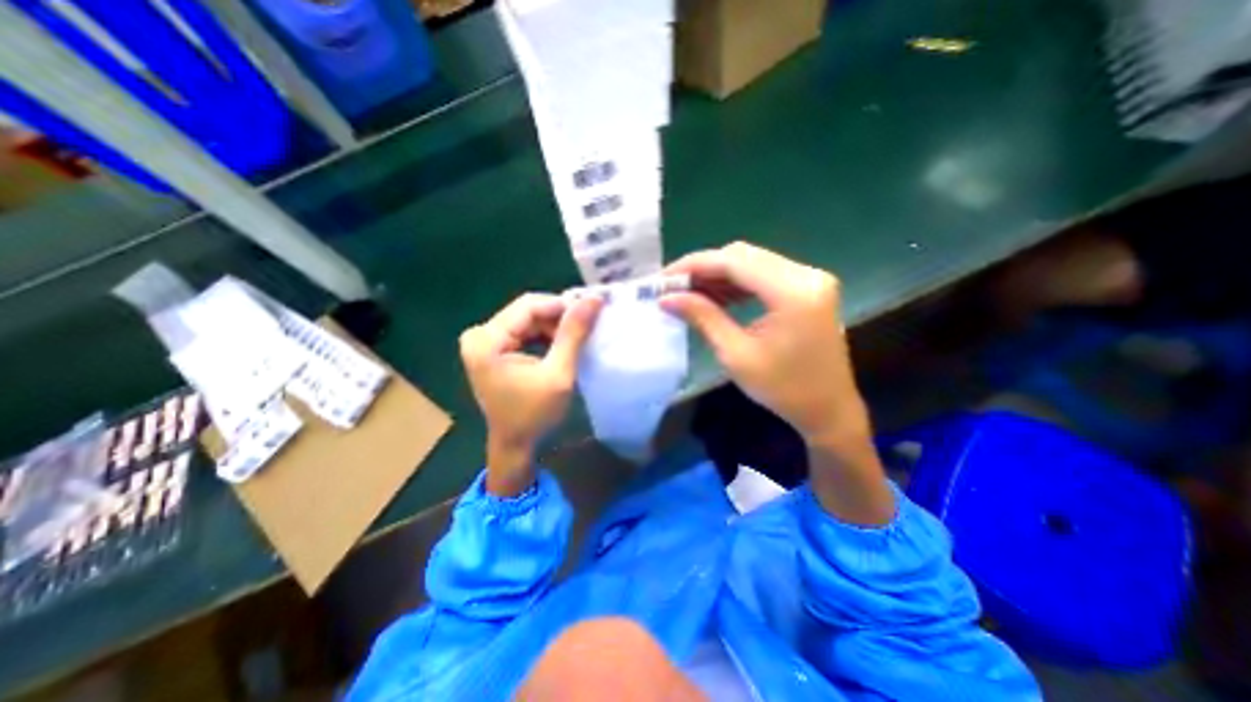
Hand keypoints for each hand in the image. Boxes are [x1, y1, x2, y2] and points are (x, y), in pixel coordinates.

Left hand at [461, 290, 603, 494]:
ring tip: (576, 337)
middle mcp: (479, 334)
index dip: (562, 305)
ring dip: (553, 326)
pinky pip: (523, 330)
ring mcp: (483, 340)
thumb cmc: (535, 414)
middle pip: (527, 311)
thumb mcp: (559, 374)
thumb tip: (593, 299)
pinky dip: (544, 334)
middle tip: (586, 326)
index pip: (529, 306)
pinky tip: (560, 344)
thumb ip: (573, 334)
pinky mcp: (491, 347)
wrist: (514, 443)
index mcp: (487, 341)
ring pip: (527, 319)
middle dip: (559, 317)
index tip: (591, 311)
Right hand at [657, 245, 894, 522]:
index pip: (734, 261)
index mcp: (793, 292)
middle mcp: (806, 275)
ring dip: (719, 274)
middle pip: (743, 255)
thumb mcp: (736, 355)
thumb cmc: (783, 390)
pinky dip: (737, 282)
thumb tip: (667, 298)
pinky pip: (765, 274)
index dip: (694, 265)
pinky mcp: (808, 288)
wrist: (828, 410)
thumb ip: (703, 317)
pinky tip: (717, 296)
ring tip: (690, 293)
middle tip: (674, 286)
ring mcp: (811, 279)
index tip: (664, 277)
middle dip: (704, 268)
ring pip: (752, 262)